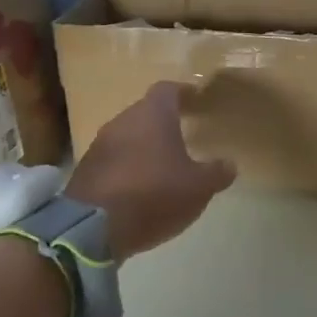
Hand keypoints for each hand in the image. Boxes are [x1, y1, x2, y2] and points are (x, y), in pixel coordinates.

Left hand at [65, 83, 237, 259]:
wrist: (93, 227)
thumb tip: (229, 164)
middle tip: (183, 135)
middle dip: (164, 122)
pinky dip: (128, 166)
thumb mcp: (198, 187)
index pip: (168, 90)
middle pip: (146, 112)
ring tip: (163, 164)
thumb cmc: (154, 194)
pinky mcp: (86, 168)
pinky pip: (114, 159)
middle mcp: (123, 120)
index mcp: (153, 114)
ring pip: (128, 135)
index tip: (196, 99)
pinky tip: (140, 186)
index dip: (183, 93)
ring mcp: (100, 144)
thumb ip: (216, 173)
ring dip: (144, 146)